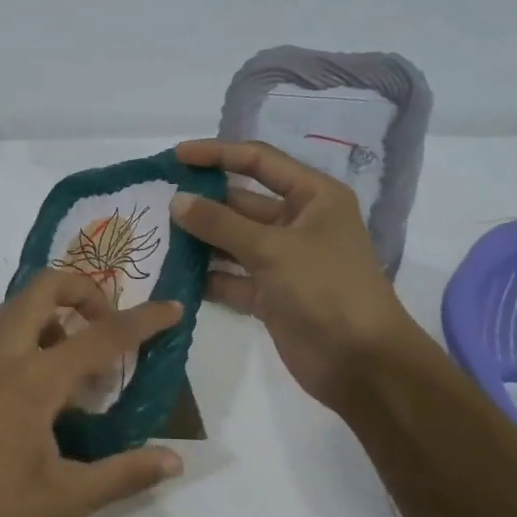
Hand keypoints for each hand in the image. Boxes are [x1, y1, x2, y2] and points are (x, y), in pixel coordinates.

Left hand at [0, 269, 184, 516]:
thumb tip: (174, 460)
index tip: (172, 308)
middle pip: (45, 286)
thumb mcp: (65, 498)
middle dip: (86, 291)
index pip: (101, 335)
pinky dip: (29, 336)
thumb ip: (123, 475)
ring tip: (76, 367)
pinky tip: (36, 392)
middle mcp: (2, 353)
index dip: (143, 320)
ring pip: (17, 307)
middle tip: (107, 328)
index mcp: (34, 378)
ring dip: (55, 315)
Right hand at [170, 139, 418, 411]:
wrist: (360, 362)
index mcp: (313, 197)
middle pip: (242, 203)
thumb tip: (176, 201)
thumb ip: (221, 224)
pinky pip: (231, 278)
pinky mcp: (270, 295)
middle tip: (156, 200)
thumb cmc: (326, 289)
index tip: (176, 156)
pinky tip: (172, 274)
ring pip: (232, 242)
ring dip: (199, 240)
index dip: (218, 154)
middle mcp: (298, 223)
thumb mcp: (273, 249)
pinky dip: (206, 277)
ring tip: (156, 235)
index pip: (259, 162)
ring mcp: (283, 261)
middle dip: (202, 202)